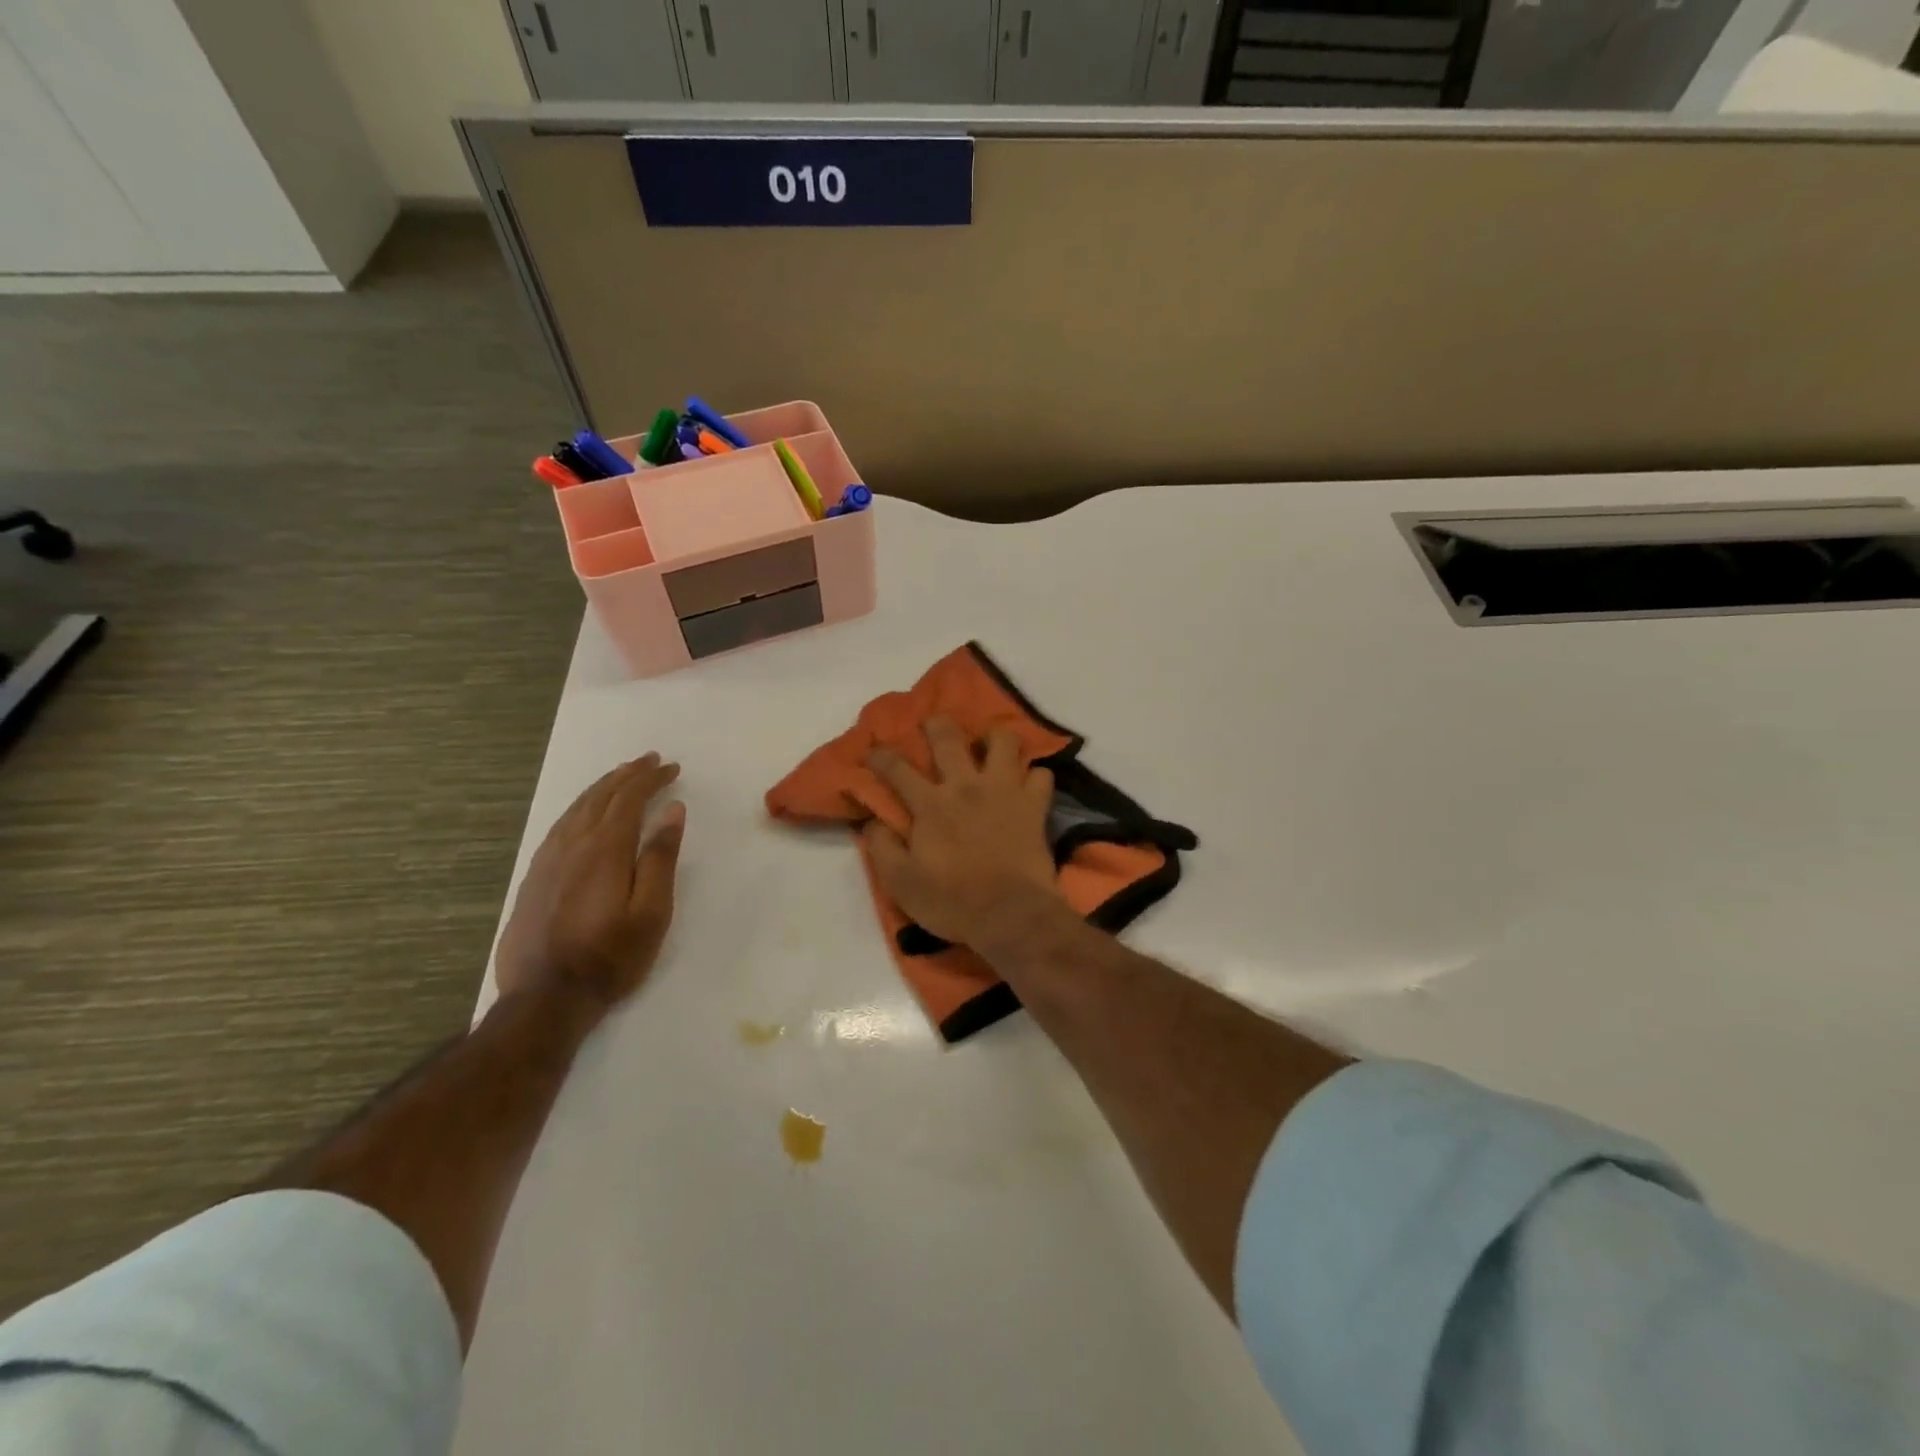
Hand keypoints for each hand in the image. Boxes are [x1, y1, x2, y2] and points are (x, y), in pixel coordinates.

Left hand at [494, 753, 686, 1014]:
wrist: (544, 998)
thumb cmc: (610, 957)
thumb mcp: (651, 912)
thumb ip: (661, 858)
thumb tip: (673, 811)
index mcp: (605, 850)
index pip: (630, 799)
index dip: (651, 779)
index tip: (672, 768)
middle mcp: (573, 845)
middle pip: (601, 796)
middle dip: (628, 774)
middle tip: (649, 761)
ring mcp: (548, 860)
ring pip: (577, 808)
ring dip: (603, 787)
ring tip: (621, 776)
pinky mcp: (534, 877)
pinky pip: (560, 825)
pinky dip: (581, 807)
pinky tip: (586, 813)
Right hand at [864, 717, 1056, 945]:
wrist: (1010, 914)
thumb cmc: (951, 901)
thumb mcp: (901, 883)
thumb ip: (882, 847)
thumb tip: (872, 821)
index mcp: (930, 804)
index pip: (897, 769)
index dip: (881, 756)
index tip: (873, 750)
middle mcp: (966, 786)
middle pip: (948, 738)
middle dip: (936, 724)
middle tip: (933, 725)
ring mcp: (1004, 791)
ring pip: (1003, 741)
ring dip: (994, 738)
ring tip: (989, 746)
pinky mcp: (1034, 805)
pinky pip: (1042, 775)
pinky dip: (1034, 776)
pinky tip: (1027, 783)